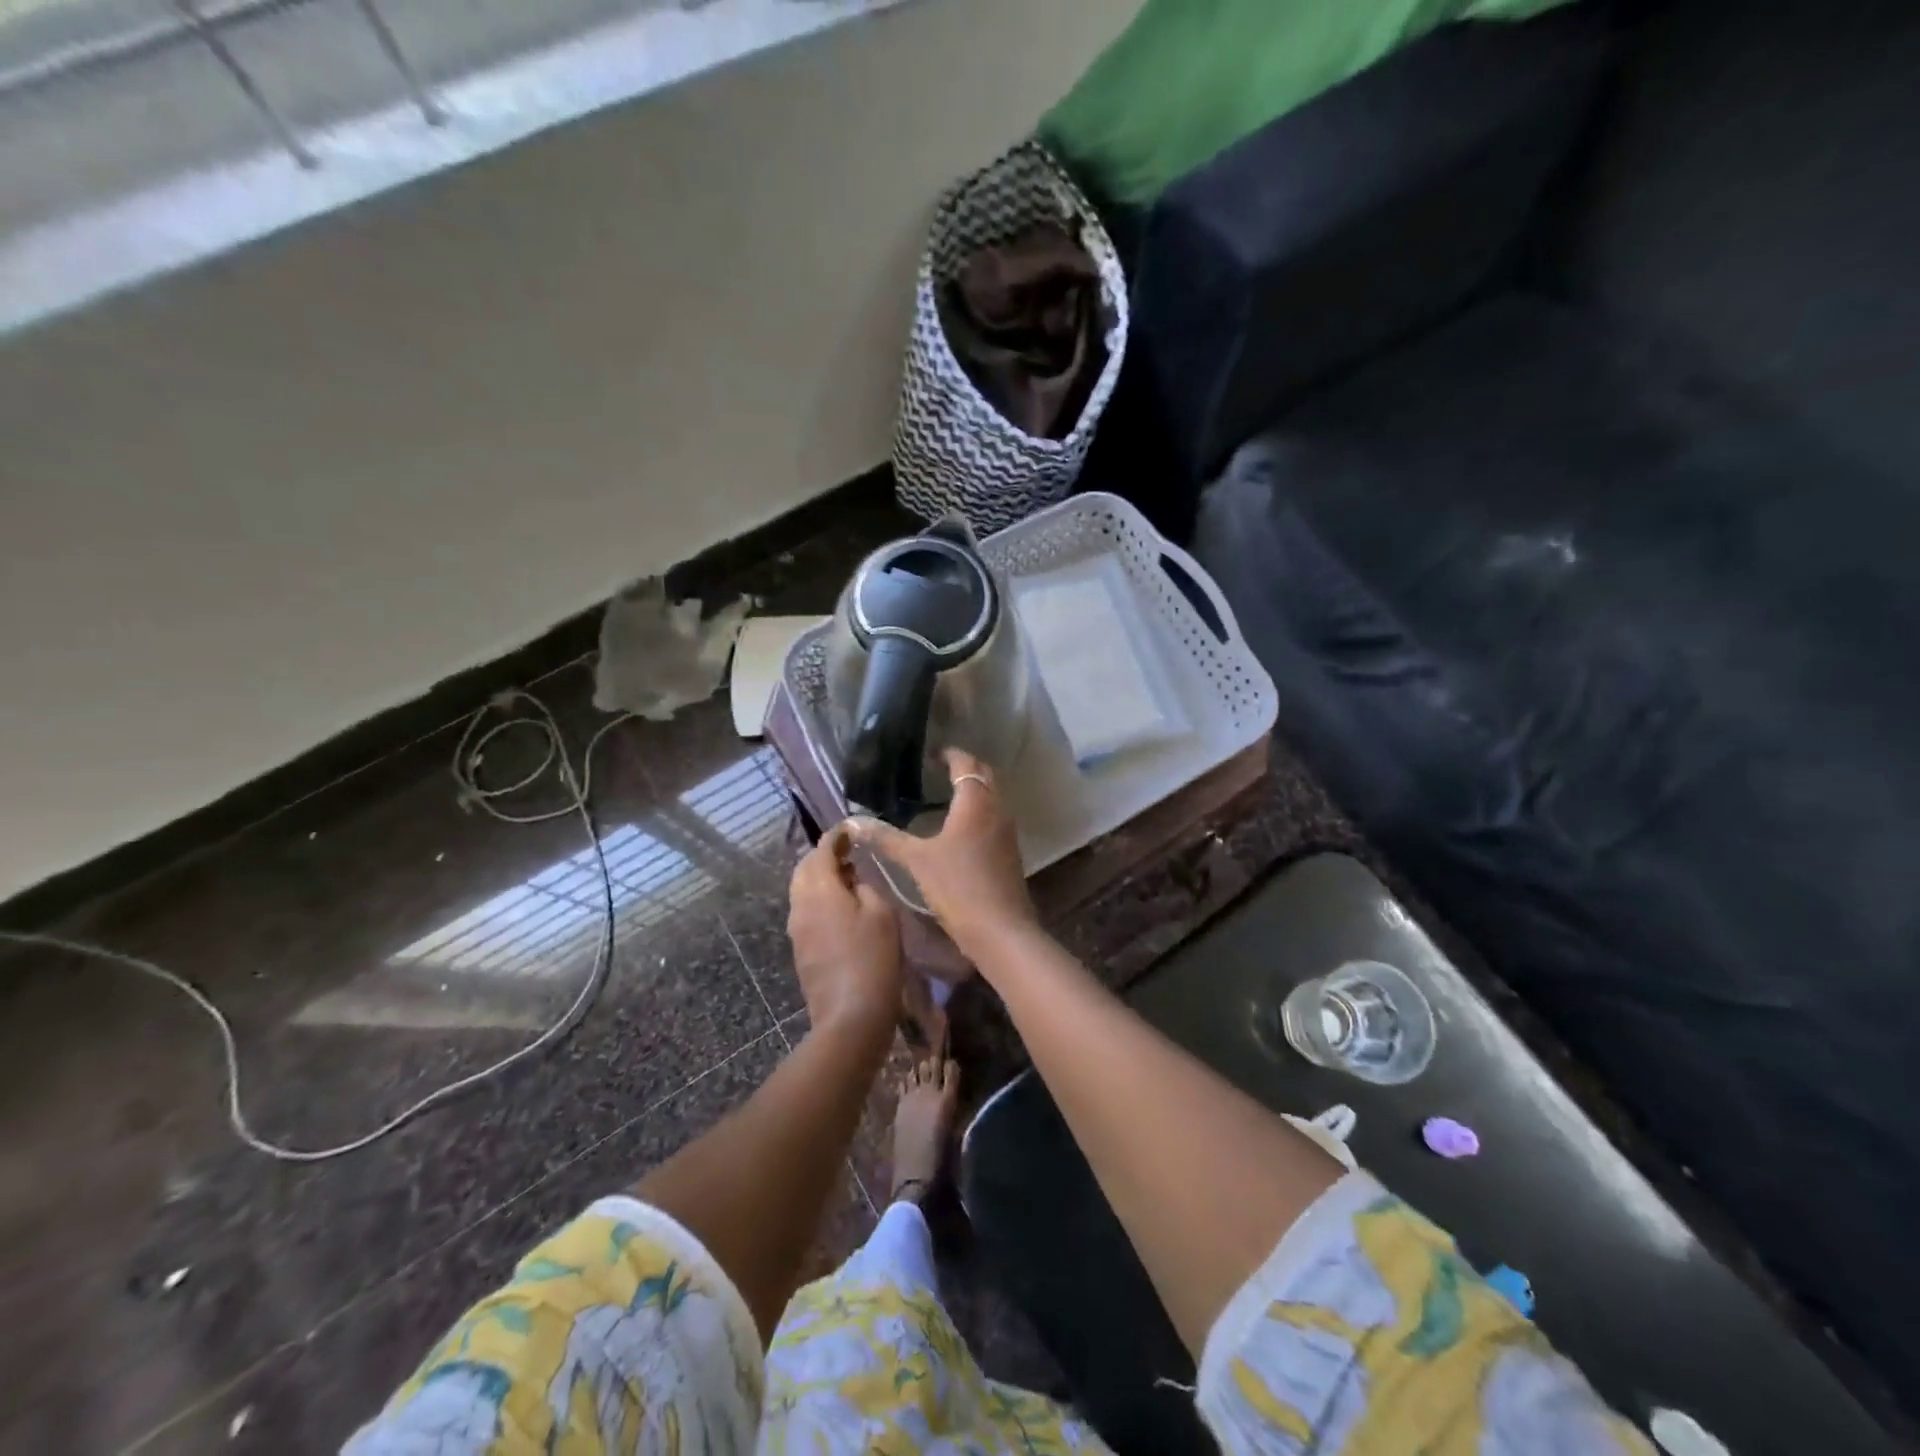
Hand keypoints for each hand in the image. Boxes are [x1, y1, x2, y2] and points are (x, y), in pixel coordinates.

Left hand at [787, 824, 902, 1037]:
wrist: (850, 1017)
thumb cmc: (873, 959)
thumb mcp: (882, 913)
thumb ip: (866, 886)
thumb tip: (854, 881)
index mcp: (819, 889)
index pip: (821, 850)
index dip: (836, 837)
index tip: (851, 831)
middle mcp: (800, 904)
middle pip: (804, 869)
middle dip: (824, 857)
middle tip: (851, 855)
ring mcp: (796, 930)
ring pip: (802, 891)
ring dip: (822, 879)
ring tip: (851, 881)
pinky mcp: (800, 950)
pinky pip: (806, 912)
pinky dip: (821, 900)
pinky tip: (844, 910)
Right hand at [847, 748, 1037, 957]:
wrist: (999, 929)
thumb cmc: (956, 886)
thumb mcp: (916, 860)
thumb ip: (886, 837)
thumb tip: (853, 822)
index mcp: (975, 802)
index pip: (965, 763)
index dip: (949, 755)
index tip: (932, 754)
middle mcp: (997, 808)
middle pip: (985, 775)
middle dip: (965, 768)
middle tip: (939, 770)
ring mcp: (1008, 830)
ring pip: (993, 797)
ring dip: (975, 790)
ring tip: (946, 795)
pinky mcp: (1010, 851)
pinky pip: (995, 817)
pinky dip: (980, 811)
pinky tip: (960, 828)